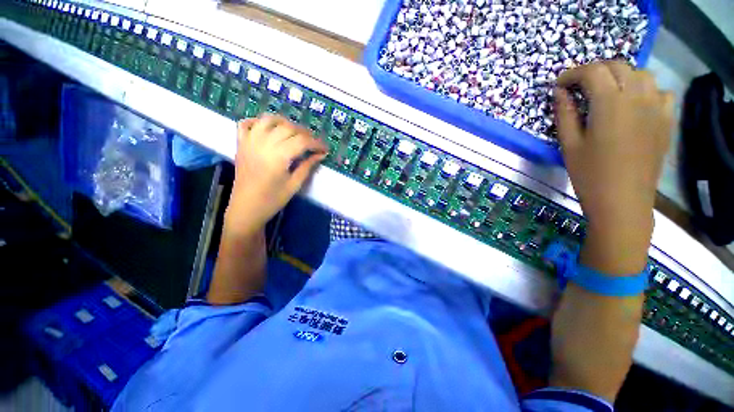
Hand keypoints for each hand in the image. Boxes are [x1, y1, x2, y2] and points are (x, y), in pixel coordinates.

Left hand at [225, 115, 326, 236]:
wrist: (246, 208)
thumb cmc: (273, 200)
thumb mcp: (294, 185)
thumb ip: (307, 167)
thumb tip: (320, 155)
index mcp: (278, 157)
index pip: (302, 141)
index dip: (316, 143)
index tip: (325, 149)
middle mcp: (263, 144)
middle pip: (288, 128)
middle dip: (304, 133)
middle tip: (313, 144)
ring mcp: (249, 142)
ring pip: (268, 120)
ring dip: (284, 122)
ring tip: (294, 132)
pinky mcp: (240, 144)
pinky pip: (246, 123)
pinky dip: (257, 121)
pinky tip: (268, 128)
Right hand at [555, 61, 673, 273]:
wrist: (622, 201)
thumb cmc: (589, 174)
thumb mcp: (569, 145)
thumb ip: (565, 114)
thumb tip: (559, 93)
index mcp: (610, 103)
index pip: (592, 72)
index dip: (572, 74)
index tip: (559, 84)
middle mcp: (637, 97)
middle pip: (617, 66)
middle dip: (595, 71)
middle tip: (578, 86)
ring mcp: (656, 107)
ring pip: (641, 74)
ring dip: (620, 76)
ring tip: (606, 91)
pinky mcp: (666, 120)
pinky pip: (660, 92)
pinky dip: (645, 89)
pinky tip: (634, 103)